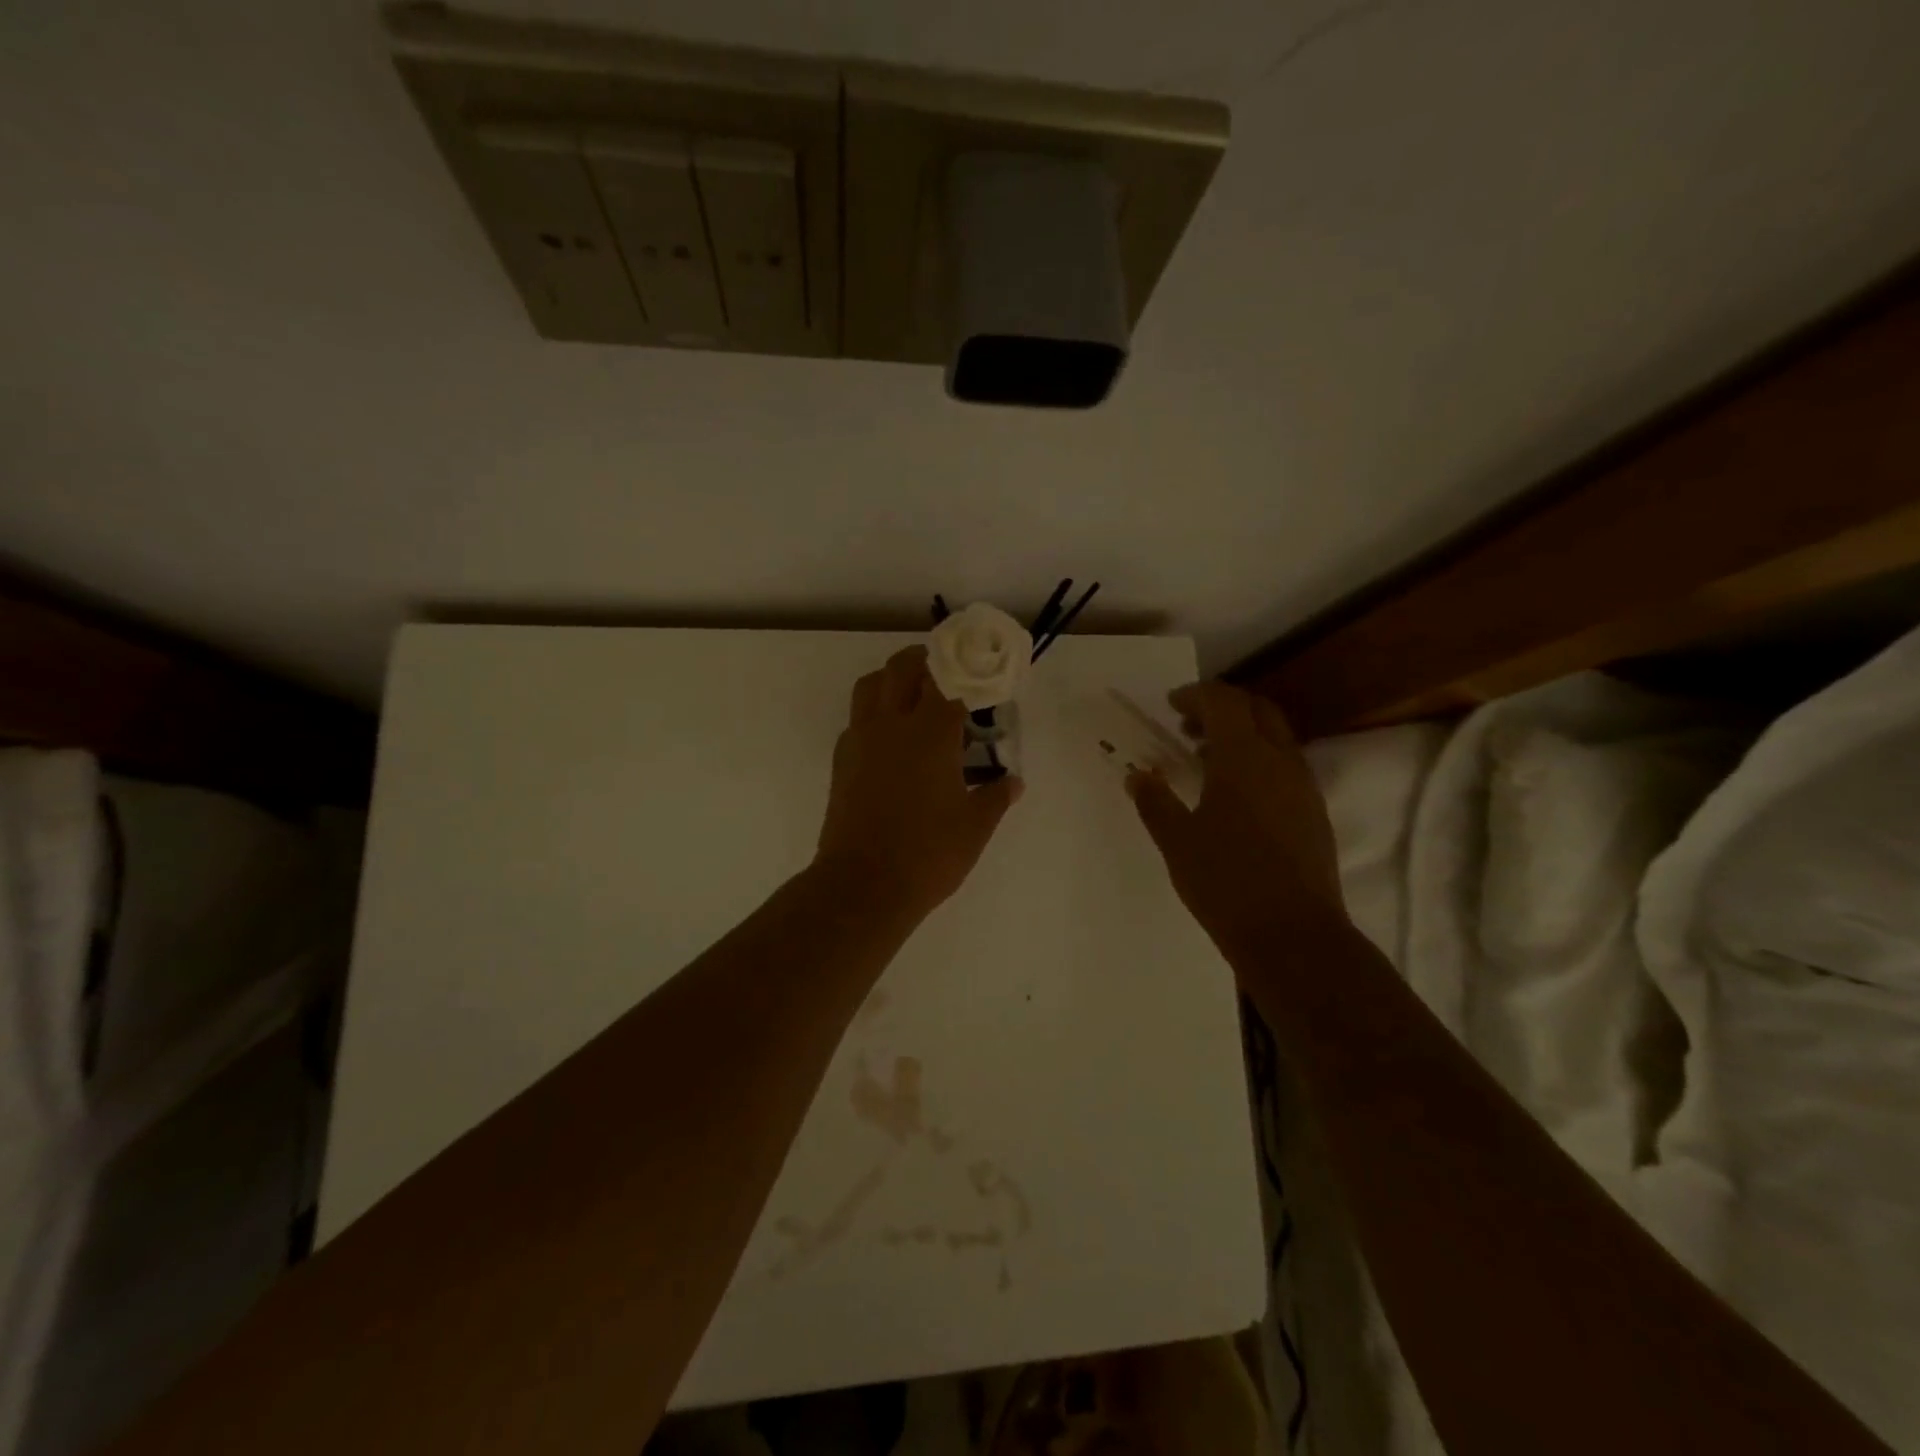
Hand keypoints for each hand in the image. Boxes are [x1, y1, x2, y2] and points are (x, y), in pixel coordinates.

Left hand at [814, 646, 1023, 924]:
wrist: (863, 884)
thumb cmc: (928, 853)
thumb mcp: (975, 827)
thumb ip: (997, 796)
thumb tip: (1014, 782)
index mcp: (931, 733)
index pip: (950, 681)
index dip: (968, 673)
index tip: (982, 678)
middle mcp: (892, 724)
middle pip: (902, 667)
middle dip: (926, 661)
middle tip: (947, 674)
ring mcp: (861, 740)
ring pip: (871, 685)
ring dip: (892, 679)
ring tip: (914, 698)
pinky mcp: (841, 760)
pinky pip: (857, 718)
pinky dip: (874, 713)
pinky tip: (892, 741)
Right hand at [1127, 682, 1345, 957]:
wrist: (1293, 935)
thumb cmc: (1225, 882)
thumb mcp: (1177, 841)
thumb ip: (1154, 801)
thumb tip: (1138, 776)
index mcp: (1243, 757)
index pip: (1223, 701)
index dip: (1196, 695)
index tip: (1171, 706)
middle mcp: (1280, 761)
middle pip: (1257, 709)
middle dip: (1223, 707)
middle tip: (1189, 727)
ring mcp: (1304, 787)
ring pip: (1276, 737)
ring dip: (1243, 734)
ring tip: (1207, 760)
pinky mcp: (1315, 813)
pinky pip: (1286, 766)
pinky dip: (1259, 760)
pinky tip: (1235, 795)